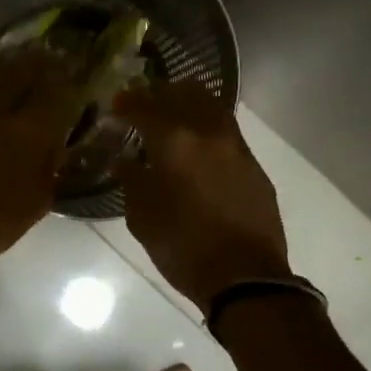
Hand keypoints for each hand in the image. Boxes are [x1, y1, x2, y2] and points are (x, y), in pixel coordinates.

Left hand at [0, 57, 81, 269]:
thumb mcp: (34, 205)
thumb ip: (48, 170)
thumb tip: (54, 148)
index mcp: (30, 132)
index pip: (56, 93)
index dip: (67, 80)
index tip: (73, 73)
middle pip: (21, 74)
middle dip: (38, 64)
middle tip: (48, 57)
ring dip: (8, 70)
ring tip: (18, 63)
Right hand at [113, 83, 292, 311]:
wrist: (245, 277)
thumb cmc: (183, 249)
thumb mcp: (143, 218)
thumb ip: (132, 181)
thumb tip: (125, 162)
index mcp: (175, 143)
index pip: (145, 107)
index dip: (128, 102)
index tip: (116, 104)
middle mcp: (208, 134)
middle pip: (184, 94)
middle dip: (161, 93)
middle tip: (145, 101)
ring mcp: (236, 147)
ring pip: (212, 106)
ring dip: (189, 103)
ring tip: (174, 114)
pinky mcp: (254, 166)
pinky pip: (227, 131)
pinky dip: (208, 126)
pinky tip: (198, 144)